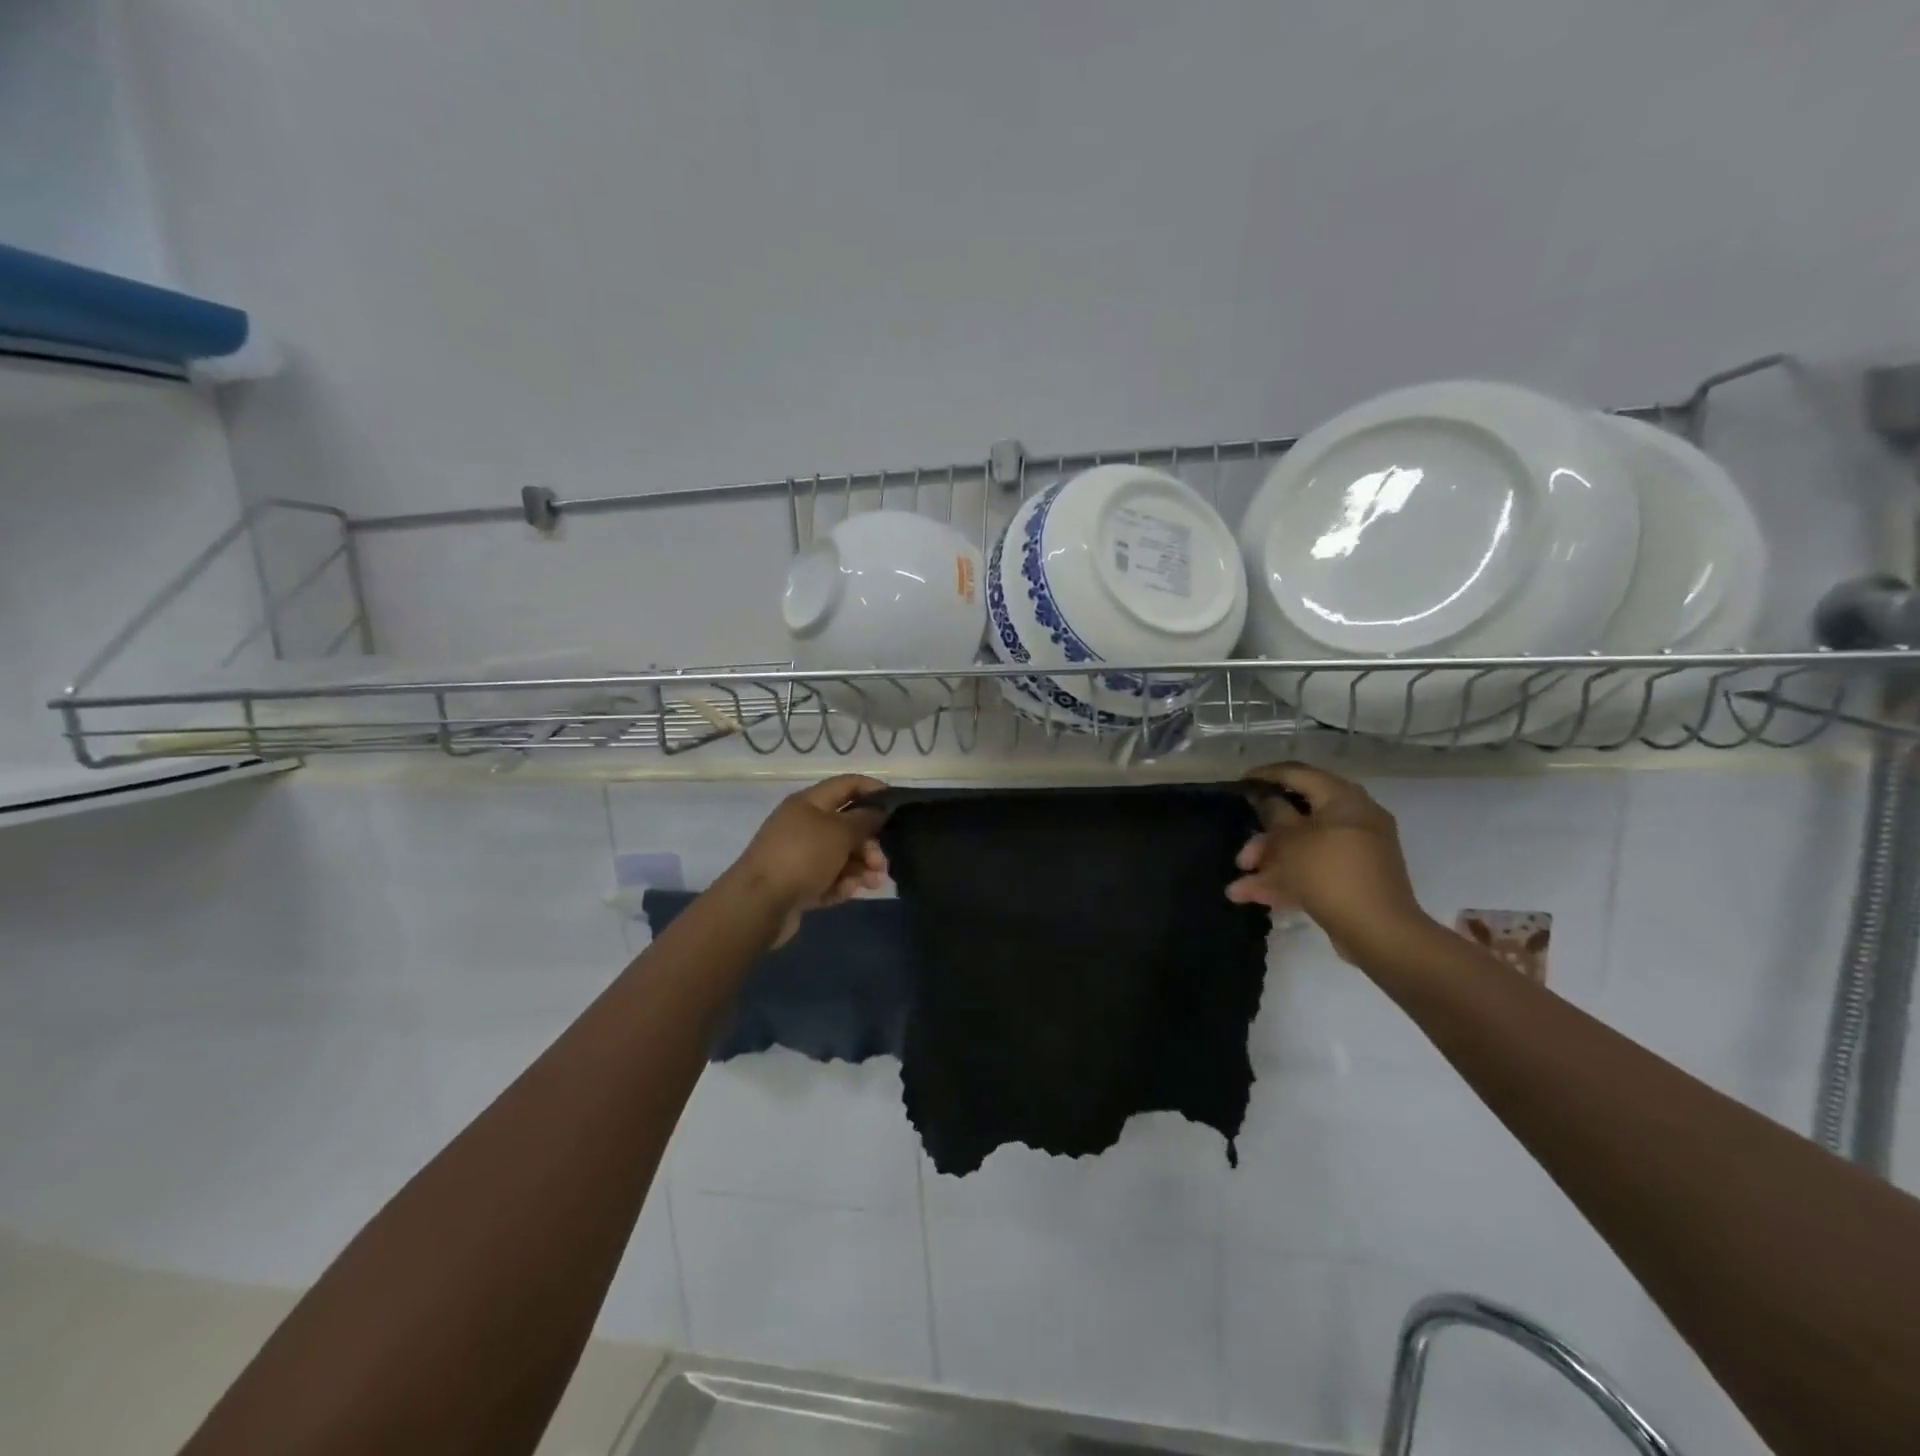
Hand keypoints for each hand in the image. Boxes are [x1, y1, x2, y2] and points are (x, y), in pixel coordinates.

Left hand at [725, 775, 890, 946]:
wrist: (758, 904)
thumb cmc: (802, 856)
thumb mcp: (839, 832)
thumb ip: (864, 819)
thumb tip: (878, 811)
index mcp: (809, 803)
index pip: (847, 785)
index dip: (873, 789)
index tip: (897, 804)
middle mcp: (803, 825)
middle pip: (846, 825)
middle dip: (869, 842)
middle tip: (882, 862)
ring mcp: (799, 855)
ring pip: (840, 855)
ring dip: (861, 867)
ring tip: (873, 883)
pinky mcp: (797, 883)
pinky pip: (828, 878)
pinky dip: (841, 884)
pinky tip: (847, 892)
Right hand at [1227, 762, 1433, 961]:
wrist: (1378, 932)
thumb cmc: (1329, 872)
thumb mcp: (1290, 841)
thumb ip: (1273, 814)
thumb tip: (1267, 799)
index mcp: (1344, 799)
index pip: (1299, 774)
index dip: (1267, 776)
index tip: (1240, 783)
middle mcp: (1354, 820)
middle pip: (1298, 818)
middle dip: (1264, 840)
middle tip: (1242, 857)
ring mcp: (1355, 852)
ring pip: (1303, 849)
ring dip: (1269, 865)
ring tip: (1238, 888)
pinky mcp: (1352, 880)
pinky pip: (1314, 871)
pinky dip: (1287, 881)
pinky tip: (1253, 896)